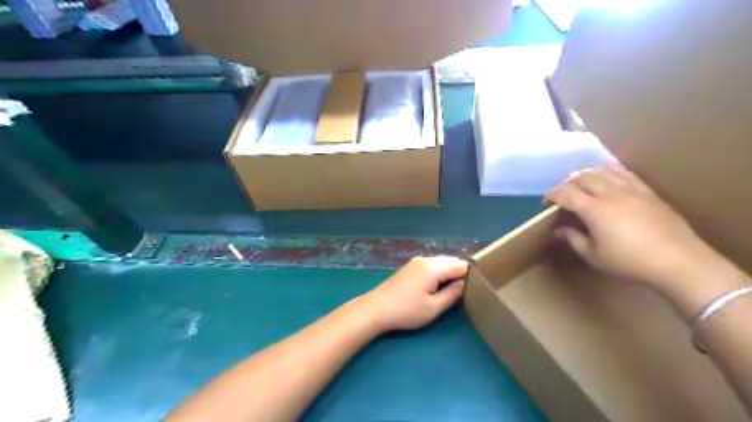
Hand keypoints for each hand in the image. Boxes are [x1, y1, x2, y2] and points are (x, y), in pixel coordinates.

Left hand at [356, 255, 464, 334]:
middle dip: (462, 272)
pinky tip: (440, 284)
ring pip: (441, 262)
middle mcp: (426, 260)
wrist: (376, 308)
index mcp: (434, 267)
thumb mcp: (434, 307)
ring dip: (450, 272)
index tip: (481, 285)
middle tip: (471, 288)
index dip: (472, 274)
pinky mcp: (410, 267)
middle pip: (451, 261)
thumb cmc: (407, 310)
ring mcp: (416, 262)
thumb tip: (466, 284)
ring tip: (458, 288)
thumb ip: (453, 294)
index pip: (460, 265)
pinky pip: (432, 265)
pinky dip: (440, 272)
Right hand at [544, 164, 724, 289]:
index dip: (552, 195)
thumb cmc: (630, 263)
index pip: (566, 193)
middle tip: (562, 195)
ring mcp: (632, 190)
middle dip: (567, 184)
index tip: (546, 203)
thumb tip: (559, 230)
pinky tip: (607, 179)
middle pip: (583, 178)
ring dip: (587, 175)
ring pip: (603, 172)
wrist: (679, 262)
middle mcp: (611, 194)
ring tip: (581, 184)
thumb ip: (573, 239)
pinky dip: (609, 173)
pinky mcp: (648, 192)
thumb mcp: (594, 256)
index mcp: (595, 210)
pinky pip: (624, 173)